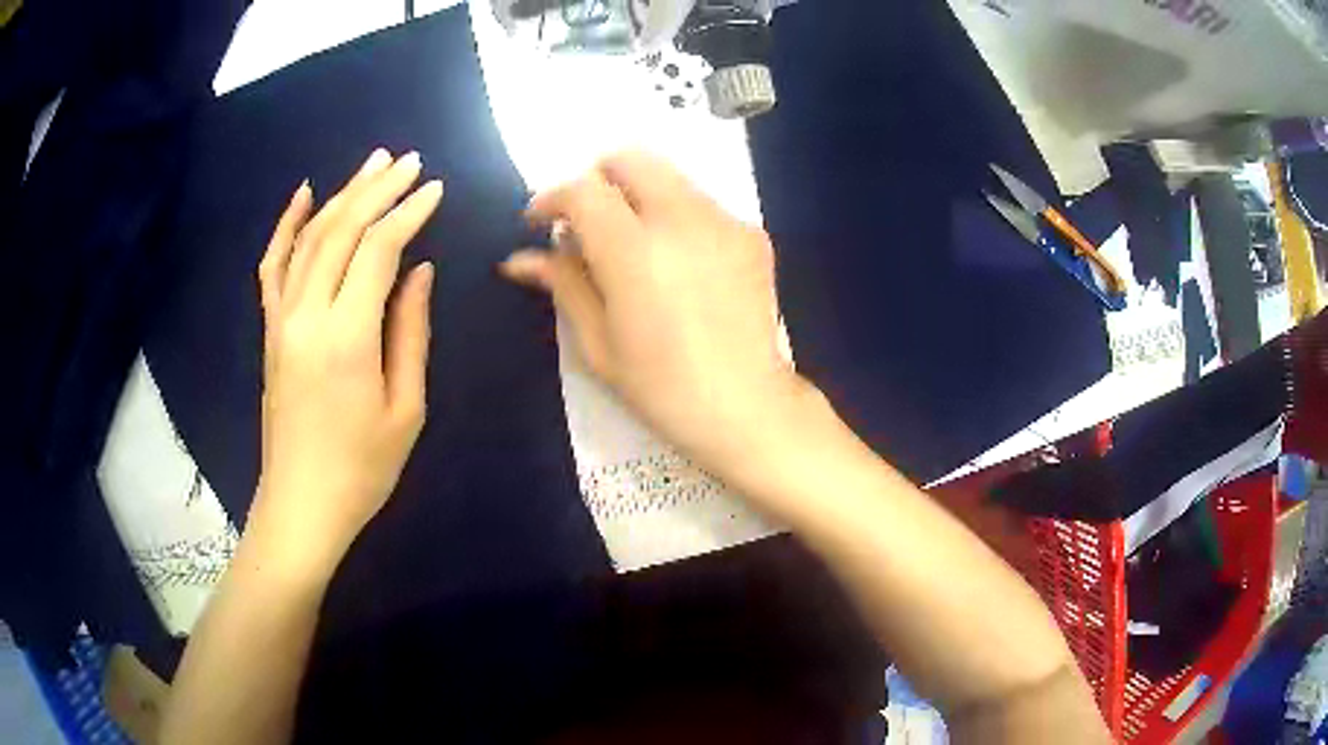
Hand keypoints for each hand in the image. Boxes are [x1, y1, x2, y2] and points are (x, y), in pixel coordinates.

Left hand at [251, 148, 442, 576]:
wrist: (301, 505)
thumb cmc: (362, 468)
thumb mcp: (405, 408)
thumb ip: (410, 331)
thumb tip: (420, 271)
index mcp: (347, 338)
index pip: (378, 252)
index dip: (408, 214)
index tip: (434, 189)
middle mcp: (307, 315)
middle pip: (341, 232)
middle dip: (377, 190)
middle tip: (408, 161)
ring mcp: (281, 320)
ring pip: (310, 239)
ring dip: (342, 196)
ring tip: (371, 164)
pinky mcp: (270, 330)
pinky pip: (273, 265)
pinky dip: (287, 225)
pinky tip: (304, 195)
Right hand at [501, 151, 813, 479]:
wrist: (746, 407)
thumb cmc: (661, 387)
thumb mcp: (598, 342)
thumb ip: (562, 284)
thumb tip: (520, 259)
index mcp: (635, 252)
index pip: (583, 191)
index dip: (551, 199)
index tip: (539, 222)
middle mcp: (683, 221)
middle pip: (632, 160)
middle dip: (597, 179)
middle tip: (585, 221)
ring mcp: (725, 223)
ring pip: (669, 178)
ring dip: (638, 196)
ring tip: (632, 245)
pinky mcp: (753, 235)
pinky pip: (702, 205)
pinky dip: (676, 217)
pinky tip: (677, 264)